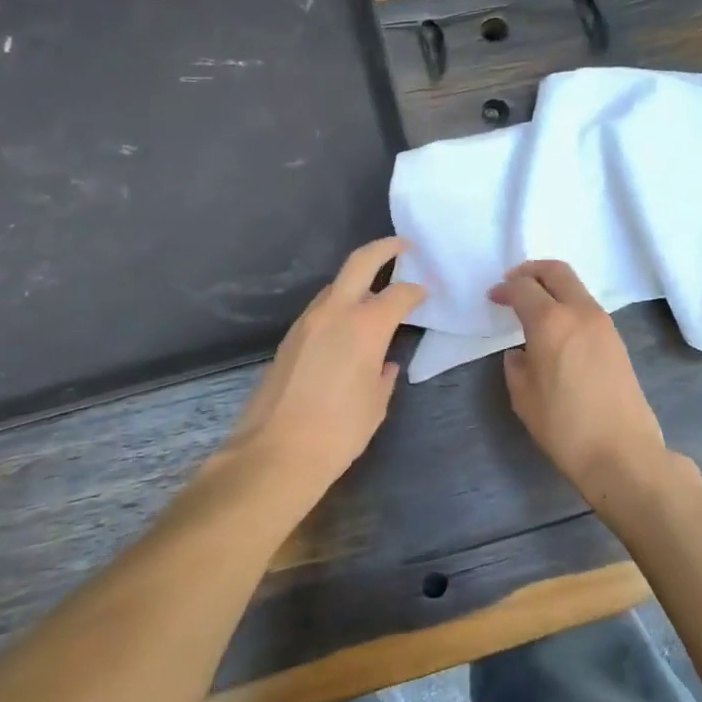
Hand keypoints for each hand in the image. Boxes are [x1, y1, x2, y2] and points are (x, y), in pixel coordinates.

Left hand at [230, 237, 423, 505]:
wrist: (274, 454)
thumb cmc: (338, 432)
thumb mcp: (376, 403)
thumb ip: (384, 375)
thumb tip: (385, 363)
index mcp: (365, 326)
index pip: (399, 294)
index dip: (417, 291)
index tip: (426, 293)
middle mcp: (334, 313)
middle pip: (360, 263)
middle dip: (384, 248)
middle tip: (403, 246)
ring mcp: (307, 322)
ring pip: (336, 285)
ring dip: (358, 280)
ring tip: (377, 292)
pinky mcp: (289, 338)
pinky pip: (321, 308)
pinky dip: (340, 304)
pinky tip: (349, 325)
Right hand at [490, 260, 674, 509]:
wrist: (622, 452)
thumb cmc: (565, 427)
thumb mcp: (524, 398)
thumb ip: (517, 366)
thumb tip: (521, 353)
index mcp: (551, 322)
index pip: (524, 288)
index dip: (505, 289)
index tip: (494, 297)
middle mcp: (580, 312)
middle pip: (556, 271)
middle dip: (531, 271)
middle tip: (514, 282)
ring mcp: (603, 323)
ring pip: (575, 286)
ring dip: (552, 286)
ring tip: (534, 306)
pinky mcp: (616, 339)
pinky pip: (587, 306)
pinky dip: (568, 303)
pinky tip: (557, 328)